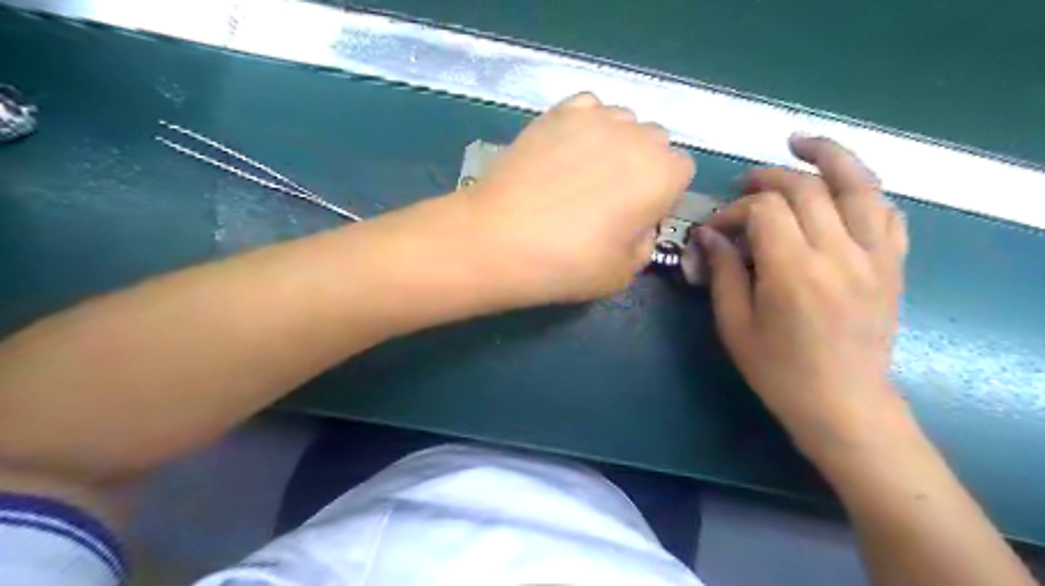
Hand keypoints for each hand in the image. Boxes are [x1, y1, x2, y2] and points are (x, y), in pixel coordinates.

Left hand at [456, 91, 691, 305]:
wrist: (501, 239)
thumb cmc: (568, 263)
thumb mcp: (624, 273)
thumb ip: (645, 242)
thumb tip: (639, 223)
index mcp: (663, 174)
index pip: (681, 172)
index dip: (661, 195)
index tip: (636, 216)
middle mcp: (638, 135)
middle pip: (654, 141)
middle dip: (642, 165)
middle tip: (608, 197)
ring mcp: (595, 117)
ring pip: (622, 121)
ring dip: (614, 143)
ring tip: (582, 173)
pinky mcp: (557, 112)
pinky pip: (587, 107)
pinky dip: (585, 124)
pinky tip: (565, 150)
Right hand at [697, 137, 910, 461]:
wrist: (843, 404)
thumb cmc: (778, 370)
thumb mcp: (735, 324)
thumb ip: (723, 272)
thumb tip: (708, 234)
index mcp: (794, 273)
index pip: (766, 211)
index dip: (736, 209)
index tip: (716, 225)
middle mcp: (840, 255)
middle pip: (808, 189)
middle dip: (770, 178)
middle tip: (744, 184)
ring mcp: (875, 258)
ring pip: (860, 185)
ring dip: (830, 157)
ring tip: (802, 143)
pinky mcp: (893, 266)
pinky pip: (889, 214)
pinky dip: (865, 192)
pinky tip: (843, 191)